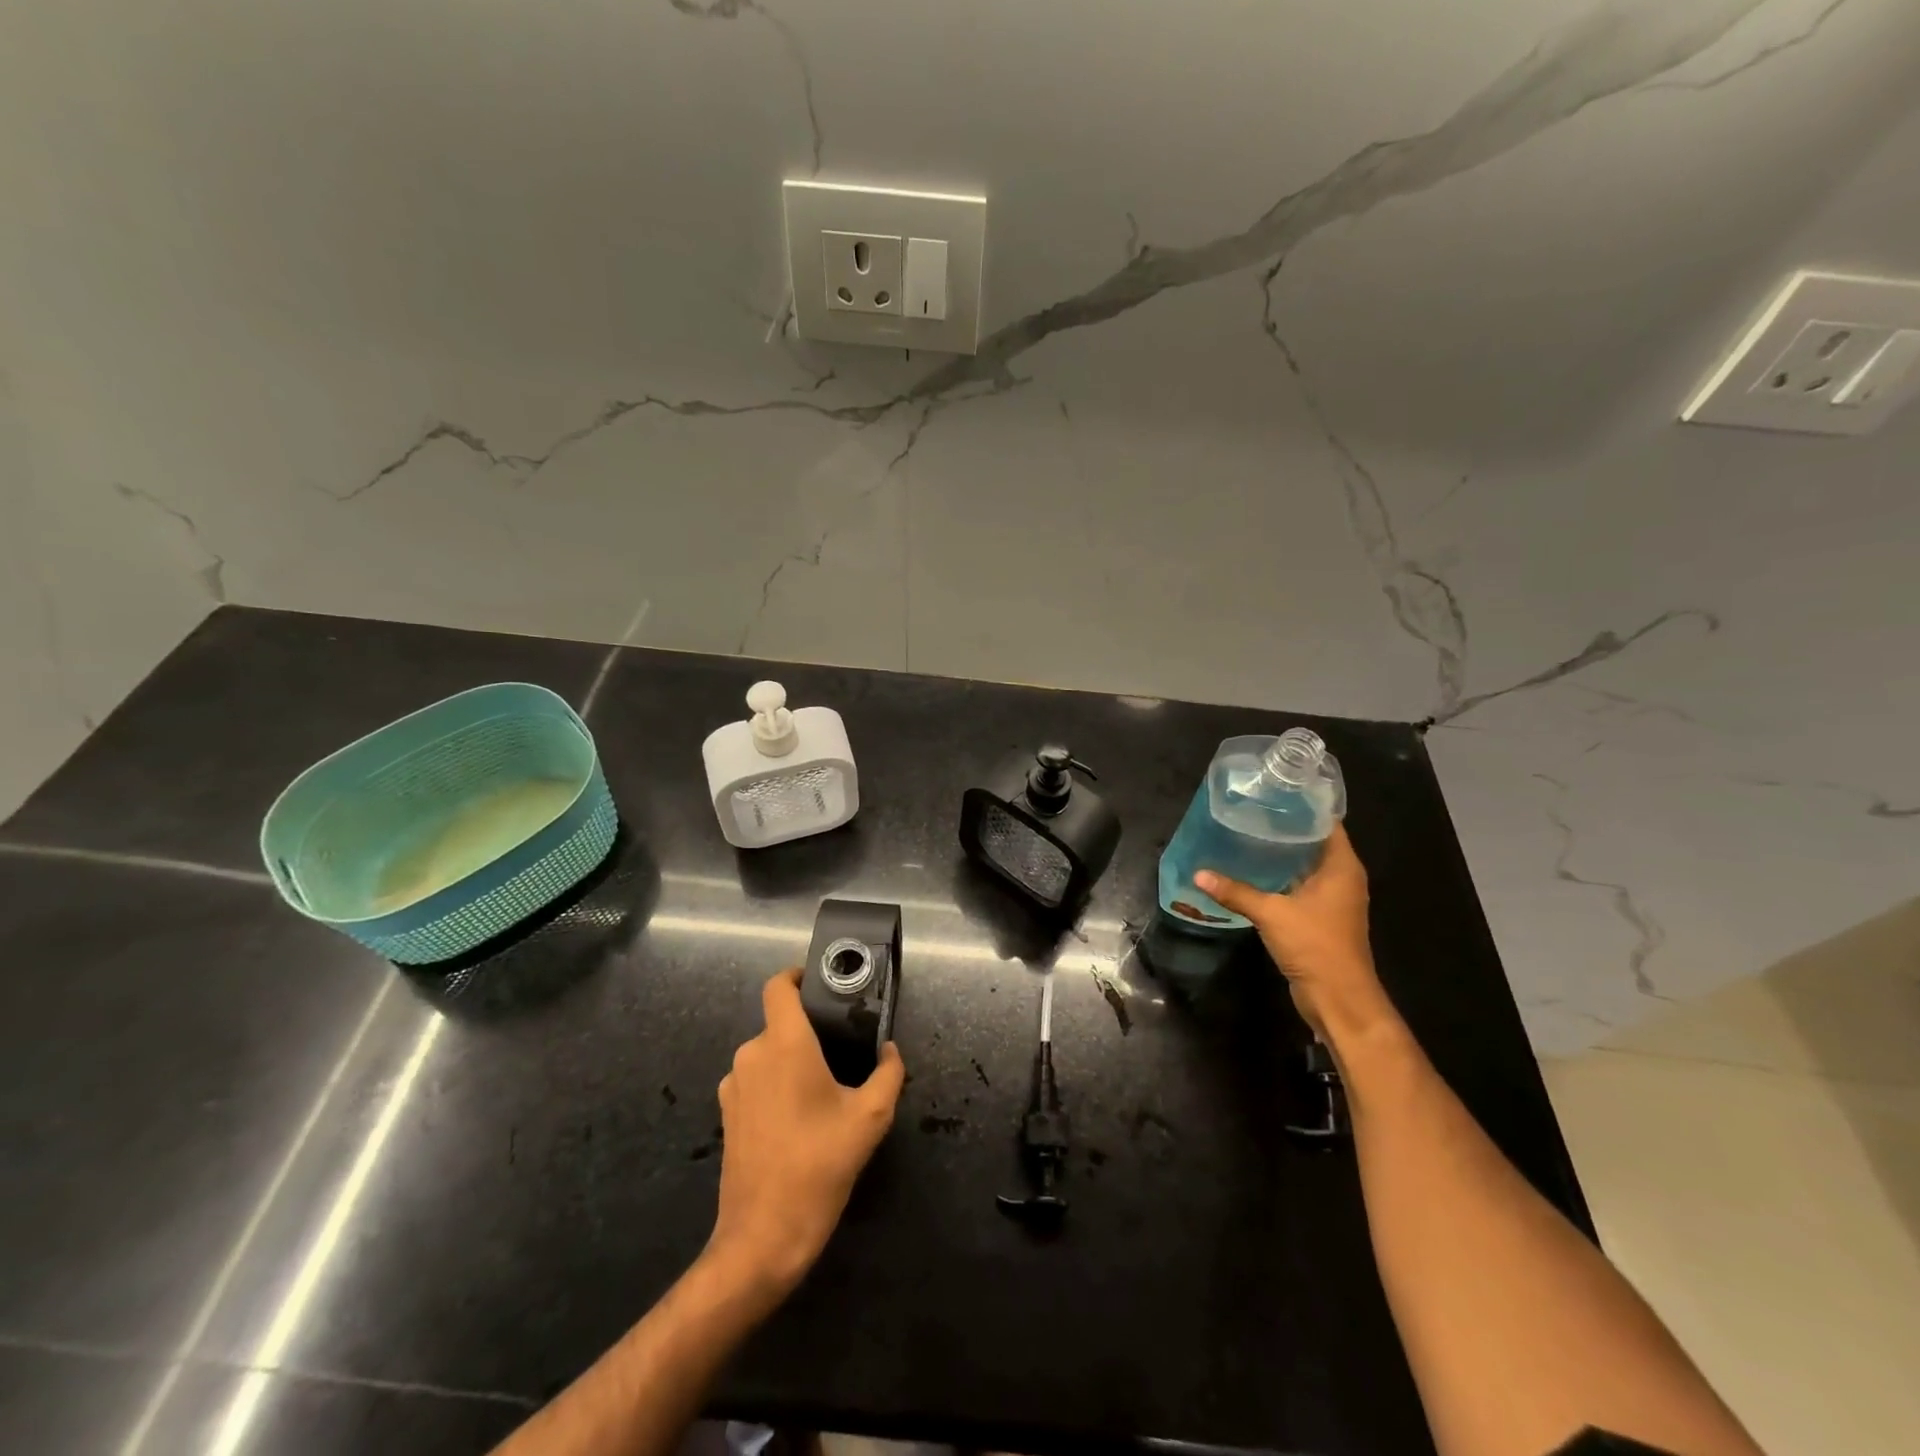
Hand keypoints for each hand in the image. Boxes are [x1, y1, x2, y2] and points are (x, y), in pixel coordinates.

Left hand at [707, 968, 905, 1295]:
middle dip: (809, 1031)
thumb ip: (888, 1074)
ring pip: (768, 1053)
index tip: (821, 984)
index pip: (778, 986)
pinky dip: (777, 1085)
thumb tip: (890, 1051)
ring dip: (793, 1061)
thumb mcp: (870, 1118)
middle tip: (843, 1051)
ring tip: (826, 1089)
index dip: (796, 976)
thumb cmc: (819, 1165)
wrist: (762, 1236)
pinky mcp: (726, 1114)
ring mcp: (734, 1085)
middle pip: (780, 1023)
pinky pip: (756, 1080)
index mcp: (784, 1043)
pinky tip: (800, 1116)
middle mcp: (752, 1054)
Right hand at [1194, 823, 1393, 1044]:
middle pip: (1313, 842)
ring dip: (1280, 855)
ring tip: (1245, 836)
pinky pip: (1298, 886)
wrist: (1338, 999)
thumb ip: (1236, 892)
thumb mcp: (1272, 914)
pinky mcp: (1319, 918)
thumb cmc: (1315, 945)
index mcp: (1342, 867)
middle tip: (1250, 812)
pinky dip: (1278, 878)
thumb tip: (1199, 874)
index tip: (1273, 793)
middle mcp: (1341, 878)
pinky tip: (1251, 872)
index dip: (1303, 806)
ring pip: (1304, 866)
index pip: (1327, 823)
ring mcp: (1332, 900)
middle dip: (1285, 828)